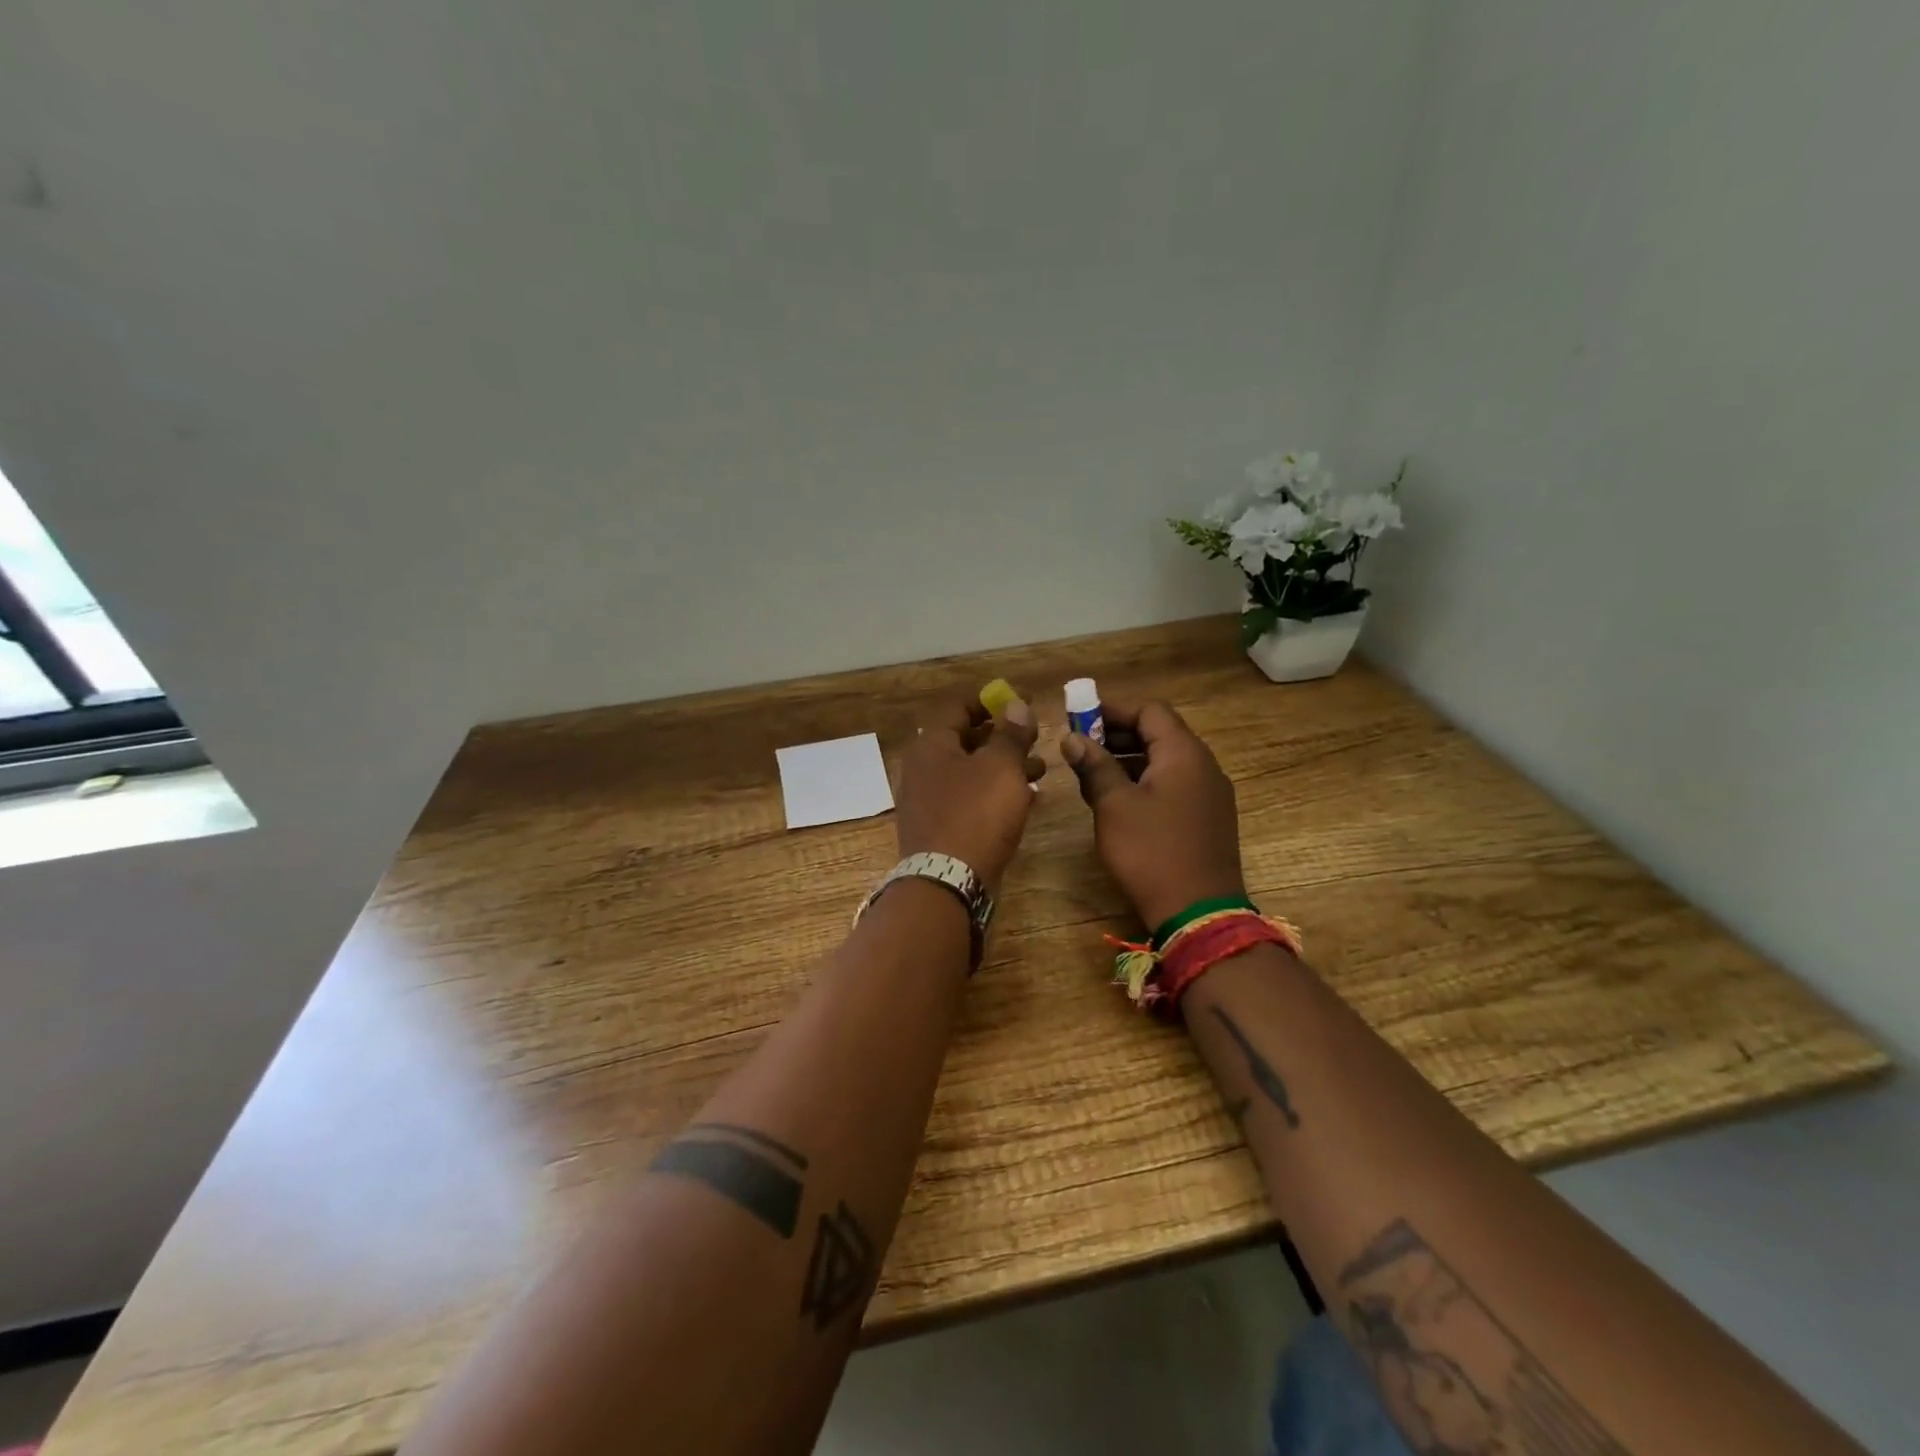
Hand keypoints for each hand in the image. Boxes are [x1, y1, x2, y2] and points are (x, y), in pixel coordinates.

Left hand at [895, 691, 1043, 887]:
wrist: (948, 882)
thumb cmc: (976, 814)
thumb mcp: (1001, 767)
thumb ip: (1011, 734)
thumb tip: (1016, 705)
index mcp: (931, 745)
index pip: (956, 707)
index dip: (988, 701)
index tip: (1017, 703)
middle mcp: (923, 768)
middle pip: (964, 740)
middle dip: (1001, 738)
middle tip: (1033, 740)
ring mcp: (928, 801)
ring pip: (970, 772)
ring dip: (1003, 768)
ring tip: (1039, 772)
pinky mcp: (939, 828)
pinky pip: (969, 800)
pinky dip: (994, 794)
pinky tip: (1024, 801)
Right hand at [1061, 699, 1244, 928]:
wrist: (1198, 913)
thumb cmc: (1151, 852)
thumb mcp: (1114, 805)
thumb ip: (1094, 766)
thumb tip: (1072, 738)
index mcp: (1184, 753)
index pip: (1150, 710)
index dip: (1113, 710)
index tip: (1079, 719)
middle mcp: (1203, 765)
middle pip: (1159, 733)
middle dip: (1117, 735)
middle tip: (1080, 748)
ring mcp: (1209, 794)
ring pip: (1165, 761)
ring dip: (1128, 761)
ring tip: (1091, 776)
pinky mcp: (1207, 818)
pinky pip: (1173, 785)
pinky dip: (1144, 782)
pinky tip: (1117, 802)